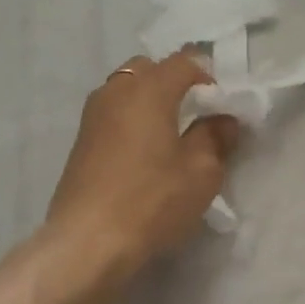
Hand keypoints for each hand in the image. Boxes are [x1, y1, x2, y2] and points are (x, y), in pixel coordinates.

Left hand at [48, 53, 239, 273]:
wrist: (89, 241)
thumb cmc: (153, 200)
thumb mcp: (201, 172)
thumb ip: (215, 137)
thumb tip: (223, 119)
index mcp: (149, 89)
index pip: (184, 62)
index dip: (208, 77)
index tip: (223, 106)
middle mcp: (116, 92)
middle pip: (148, 69)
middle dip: (174, 83)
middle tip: (195, 116)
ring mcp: (93, 116)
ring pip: (126, 91)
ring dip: (149, 103)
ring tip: (170, 136)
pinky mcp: (81, 142)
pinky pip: (113, 115)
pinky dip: (131, 122)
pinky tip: (144, 155)